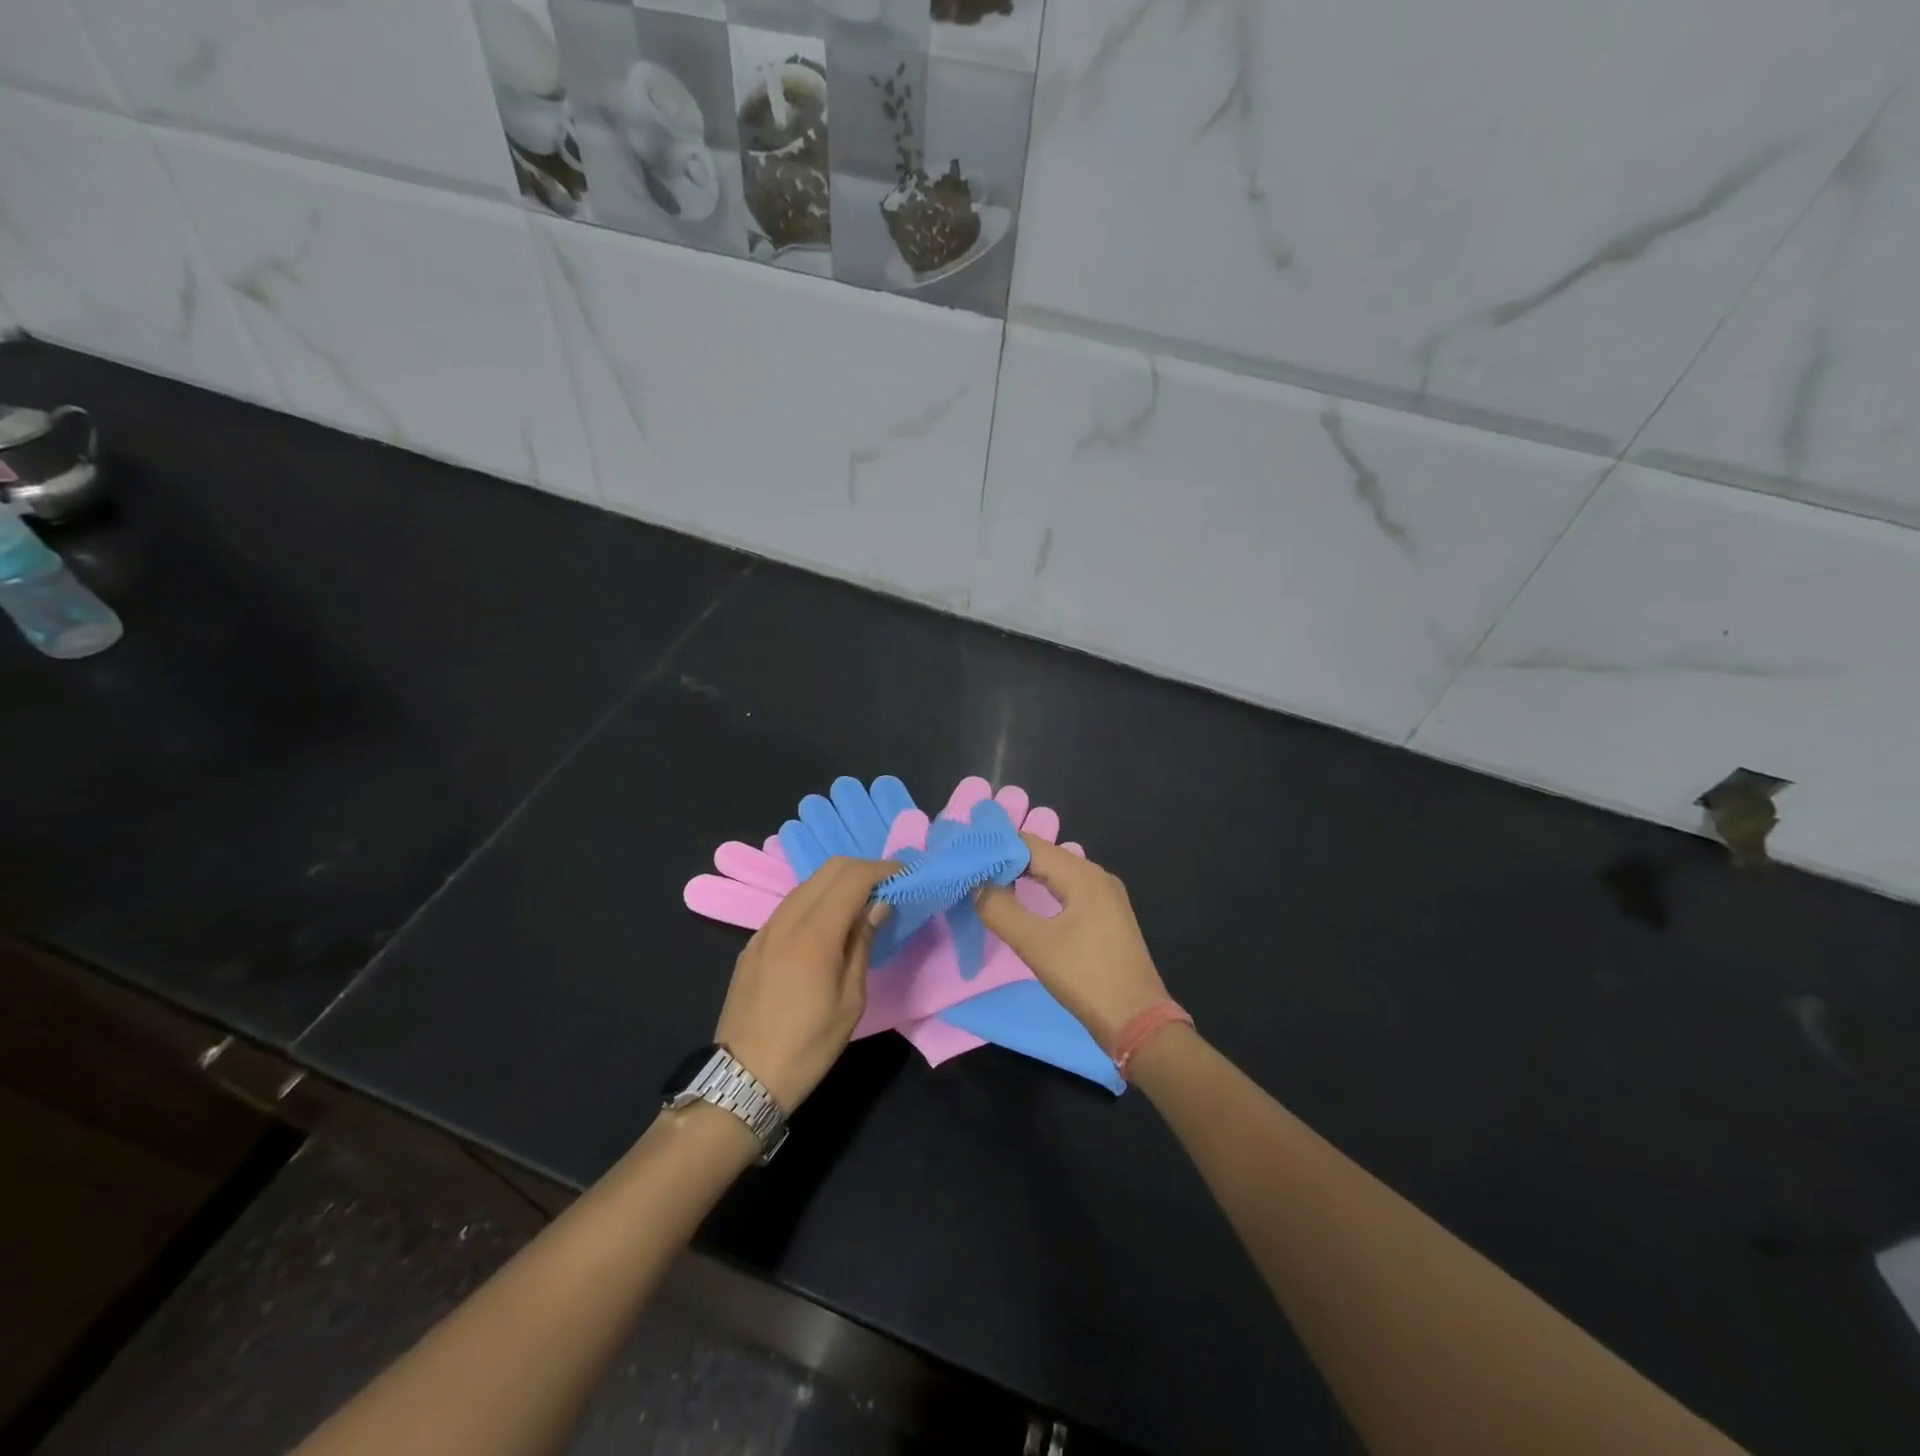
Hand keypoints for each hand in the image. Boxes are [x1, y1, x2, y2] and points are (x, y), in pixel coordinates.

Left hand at [714, 856, 891, 1110]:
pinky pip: (790, 906)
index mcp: (815, 933)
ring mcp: (765, 929)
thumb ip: (863, 944)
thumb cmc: (808, 1045)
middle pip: (829, 869)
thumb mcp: (850, 1000)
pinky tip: (828, 925)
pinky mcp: (753, 943)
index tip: (905, 875)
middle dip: (862, 869)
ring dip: (838, 882)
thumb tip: (878, 906)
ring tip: (862, 903)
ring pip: (807, 884)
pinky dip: (816, 900)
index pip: (853, 877)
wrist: (743, 1078)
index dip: (882, 869)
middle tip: (887, 886)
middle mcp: (786, 920)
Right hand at [975, 836, 1169, 1054]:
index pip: (1031, 845)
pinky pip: (1067, 892)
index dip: (997, 848)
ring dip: (1024, 877)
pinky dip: (1042, 891)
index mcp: (1084, 875)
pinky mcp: (1106, 918)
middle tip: (972, 871)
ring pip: (1056, 874)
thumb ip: (1000, 910)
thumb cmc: (1086, 978)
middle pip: (1044, 856)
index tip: (966, 857)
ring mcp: (1105, 898)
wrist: (1138, 1023)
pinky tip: (1023, 903)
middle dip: (1008, 861)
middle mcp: (1097, 877)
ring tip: (989, 884)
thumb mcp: (1035, 944)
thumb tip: (977, 884)